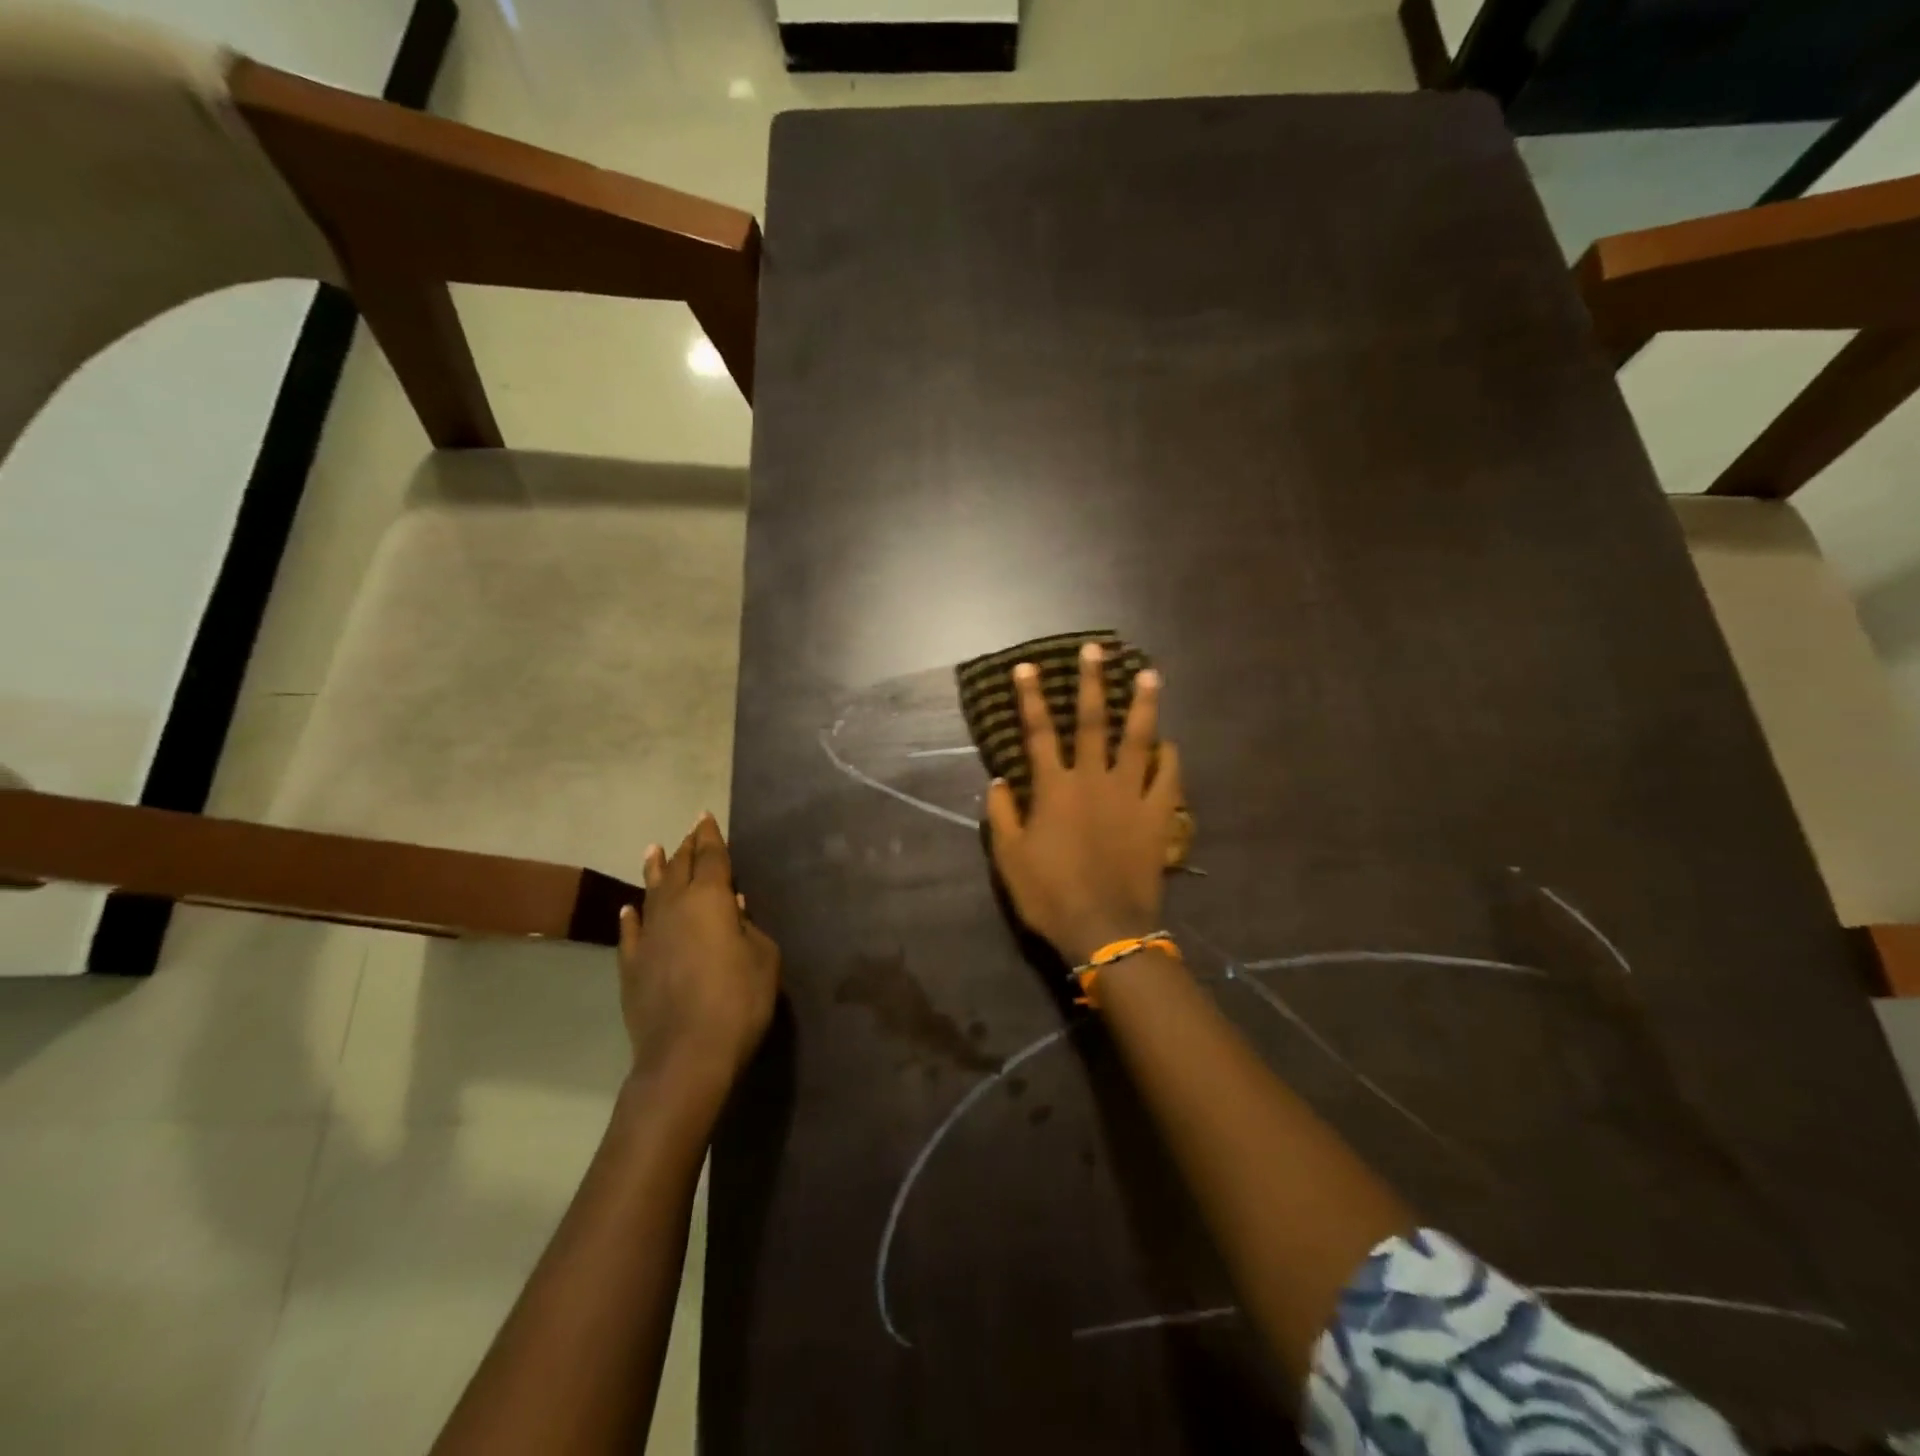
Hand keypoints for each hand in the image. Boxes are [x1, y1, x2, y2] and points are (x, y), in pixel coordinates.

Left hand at [619, 814, 779, 1089]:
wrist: (687, 1054)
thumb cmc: (739, 1000)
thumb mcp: (764, 958)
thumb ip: (749, 927)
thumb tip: (733, 907)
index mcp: (710, 900)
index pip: (710, 857)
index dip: (710, 836)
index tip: (705, 816)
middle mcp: (675, 908)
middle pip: (679, 869)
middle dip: (686, 848)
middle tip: (690, 832)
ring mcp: (648, 937)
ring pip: (650, 893)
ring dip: (655, 870)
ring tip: (653, 850)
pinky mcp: (631, 966)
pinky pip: (630, 932)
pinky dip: (631, 916)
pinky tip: (630, 908)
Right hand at [986, 642, 1183, 965]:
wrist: (1104, 928)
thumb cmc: (1050, 894)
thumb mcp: (1008, 858)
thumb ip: (1001, 814)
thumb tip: (997, 779)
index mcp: (1054, 788)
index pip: (1039, 732)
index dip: (1031, 697)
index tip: (1027, 667)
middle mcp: (1093, 780)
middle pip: (1094, 721)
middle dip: (1092, 682)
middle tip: (1096, 649)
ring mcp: (1131, 795)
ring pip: (1139, 739)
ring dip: (1143, 704)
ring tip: (1149, 674)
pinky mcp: (1157, 815)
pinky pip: (1168, 777)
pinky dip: (1168, 757)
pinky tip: (1169, 742)